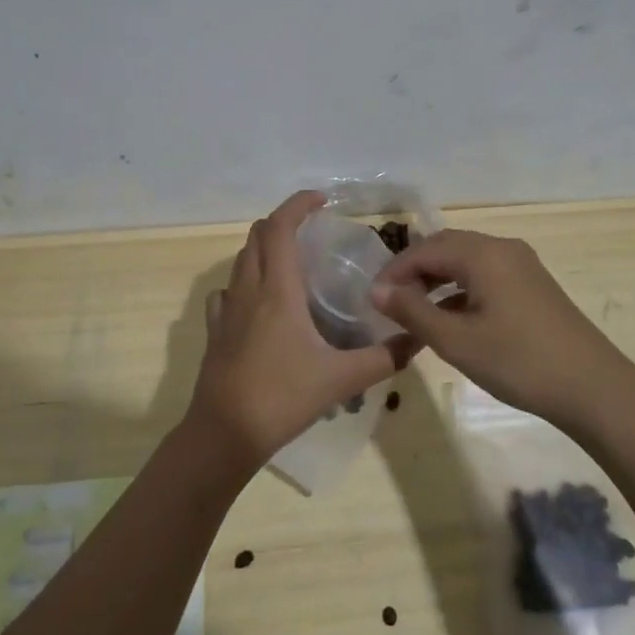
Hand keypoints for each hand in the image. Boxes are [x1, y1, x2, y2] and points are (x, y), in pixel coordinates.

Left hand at [185, 191, 411, 473]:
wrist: (225, 434)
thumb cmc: (283, 397)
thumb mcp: (342, 379)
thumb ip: (384, 357)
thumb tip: (418, 339)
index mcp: (277, 290)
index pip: (279, 227)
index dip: (298, 204)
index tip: (322, 200)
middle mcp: (247, 290)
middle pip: (257, 236)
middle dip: (283, 222)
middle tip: (313, 232)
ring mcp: (226, 310)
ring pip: (241, 261)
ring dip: (264, 249)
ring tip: (293, 263)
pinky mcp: (215, 331)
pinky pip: (227, 292)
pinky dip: (245, 282)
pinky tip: (261, 302)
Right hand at [369, 228, 634, 425]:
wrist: (593, 388)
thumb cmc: (518, 362)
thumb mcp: (456, 340)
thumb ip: (412, 311)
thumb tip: (376, 290)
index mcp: (483, 254)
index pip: (424, 249)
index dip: (394, 271)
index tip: (371, 299)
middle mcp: (502, 248)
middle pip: (446, 247)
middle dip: (414, 271)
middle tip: (390, 302)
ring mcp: (522, 265)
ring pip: (466, 261)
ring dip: (437, 279)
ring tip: (414, 311)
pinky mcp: (533, 284)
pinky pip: (486, 274)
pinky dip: (461, 289)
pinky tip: (451, 318)